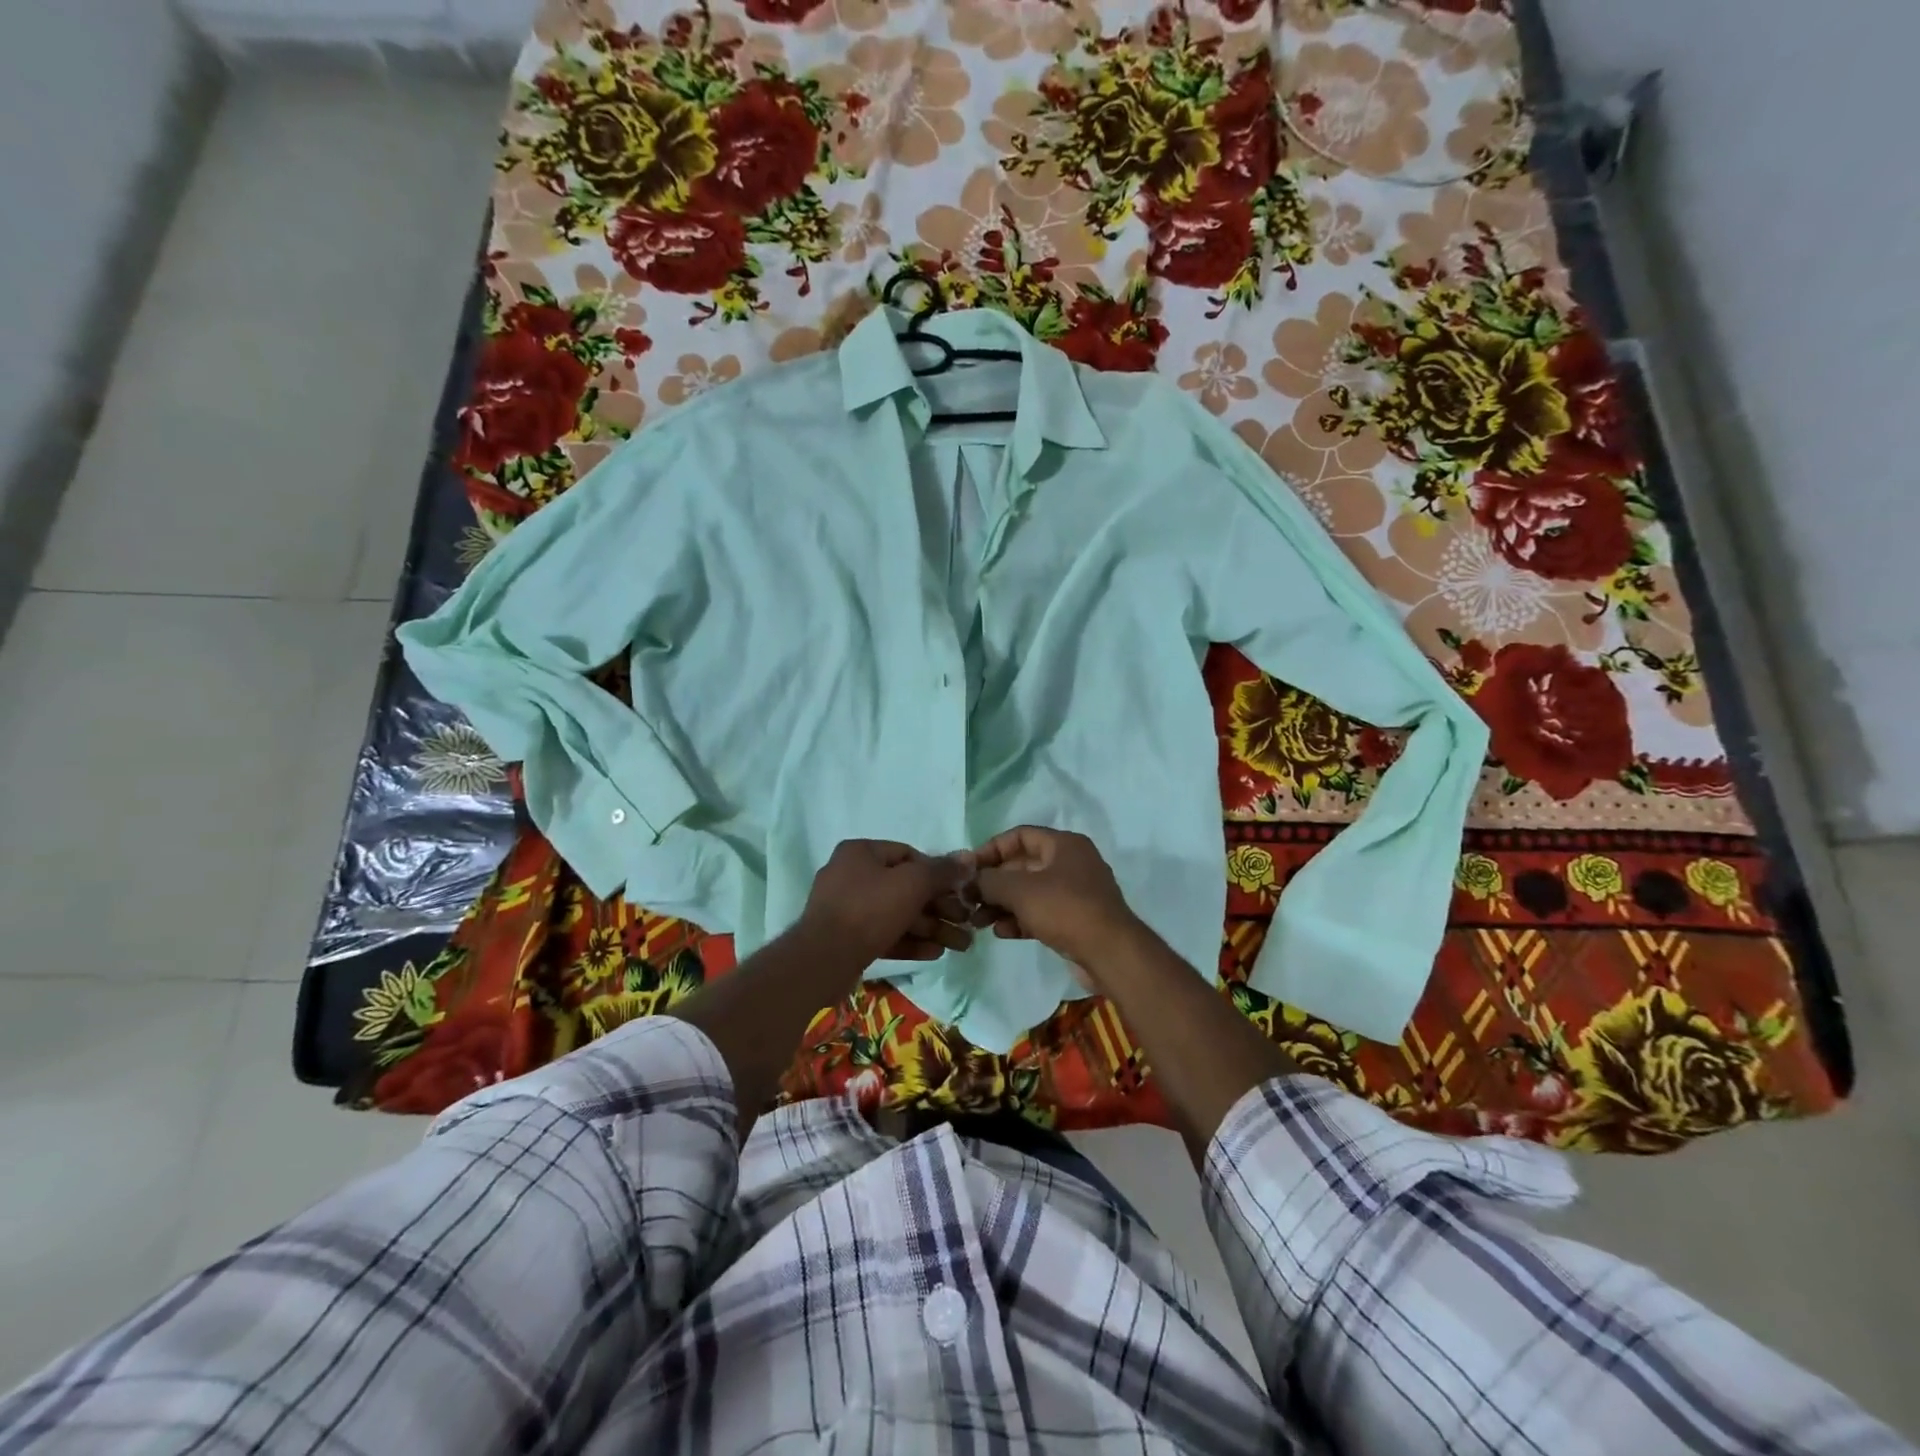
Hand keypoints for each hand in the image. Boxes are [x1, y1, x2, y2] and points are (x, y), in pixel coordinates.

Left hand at [796, 839, 976, 972]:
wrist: (823, 960)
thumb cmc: (869, 909)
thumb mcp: (913, 884)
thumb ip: (942, 871)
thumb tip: (969, 858)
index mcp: (860, 852)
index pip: (908, 855)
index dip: (937, 872)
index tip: (959, 891)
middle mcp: (850, 875)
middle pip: (905, 887)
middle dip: (939, 907)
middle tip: (966, 923)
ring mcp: (846, 909)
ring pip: (897, 914)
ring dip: (930, 928)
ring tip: (960, 944)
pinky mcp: (846, 939)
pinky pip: (884, 934)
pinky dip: (909, 941)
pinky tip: (935, 953)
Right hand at [970, 826, 1140, 979]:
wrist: (1111, 954)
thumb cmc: (1065, 909)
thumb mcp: (1020, 890)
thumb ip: (989, 881)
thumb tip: (970, 881)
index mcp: (1064, 844)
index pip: (1020, 836)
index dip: (991, 849)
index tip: (969, 869)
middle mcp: (1072, 863)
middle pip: (1023, 866)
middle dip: (993, 883)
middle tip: (969, 900)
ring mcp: (1076, 893)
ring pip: (1030, 893)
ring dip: (1002, 905)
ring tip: (978, 921)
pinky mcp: (1076, 920)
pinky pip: (1041, 913)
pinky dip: (1020, 920)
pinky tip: (1001, 933)